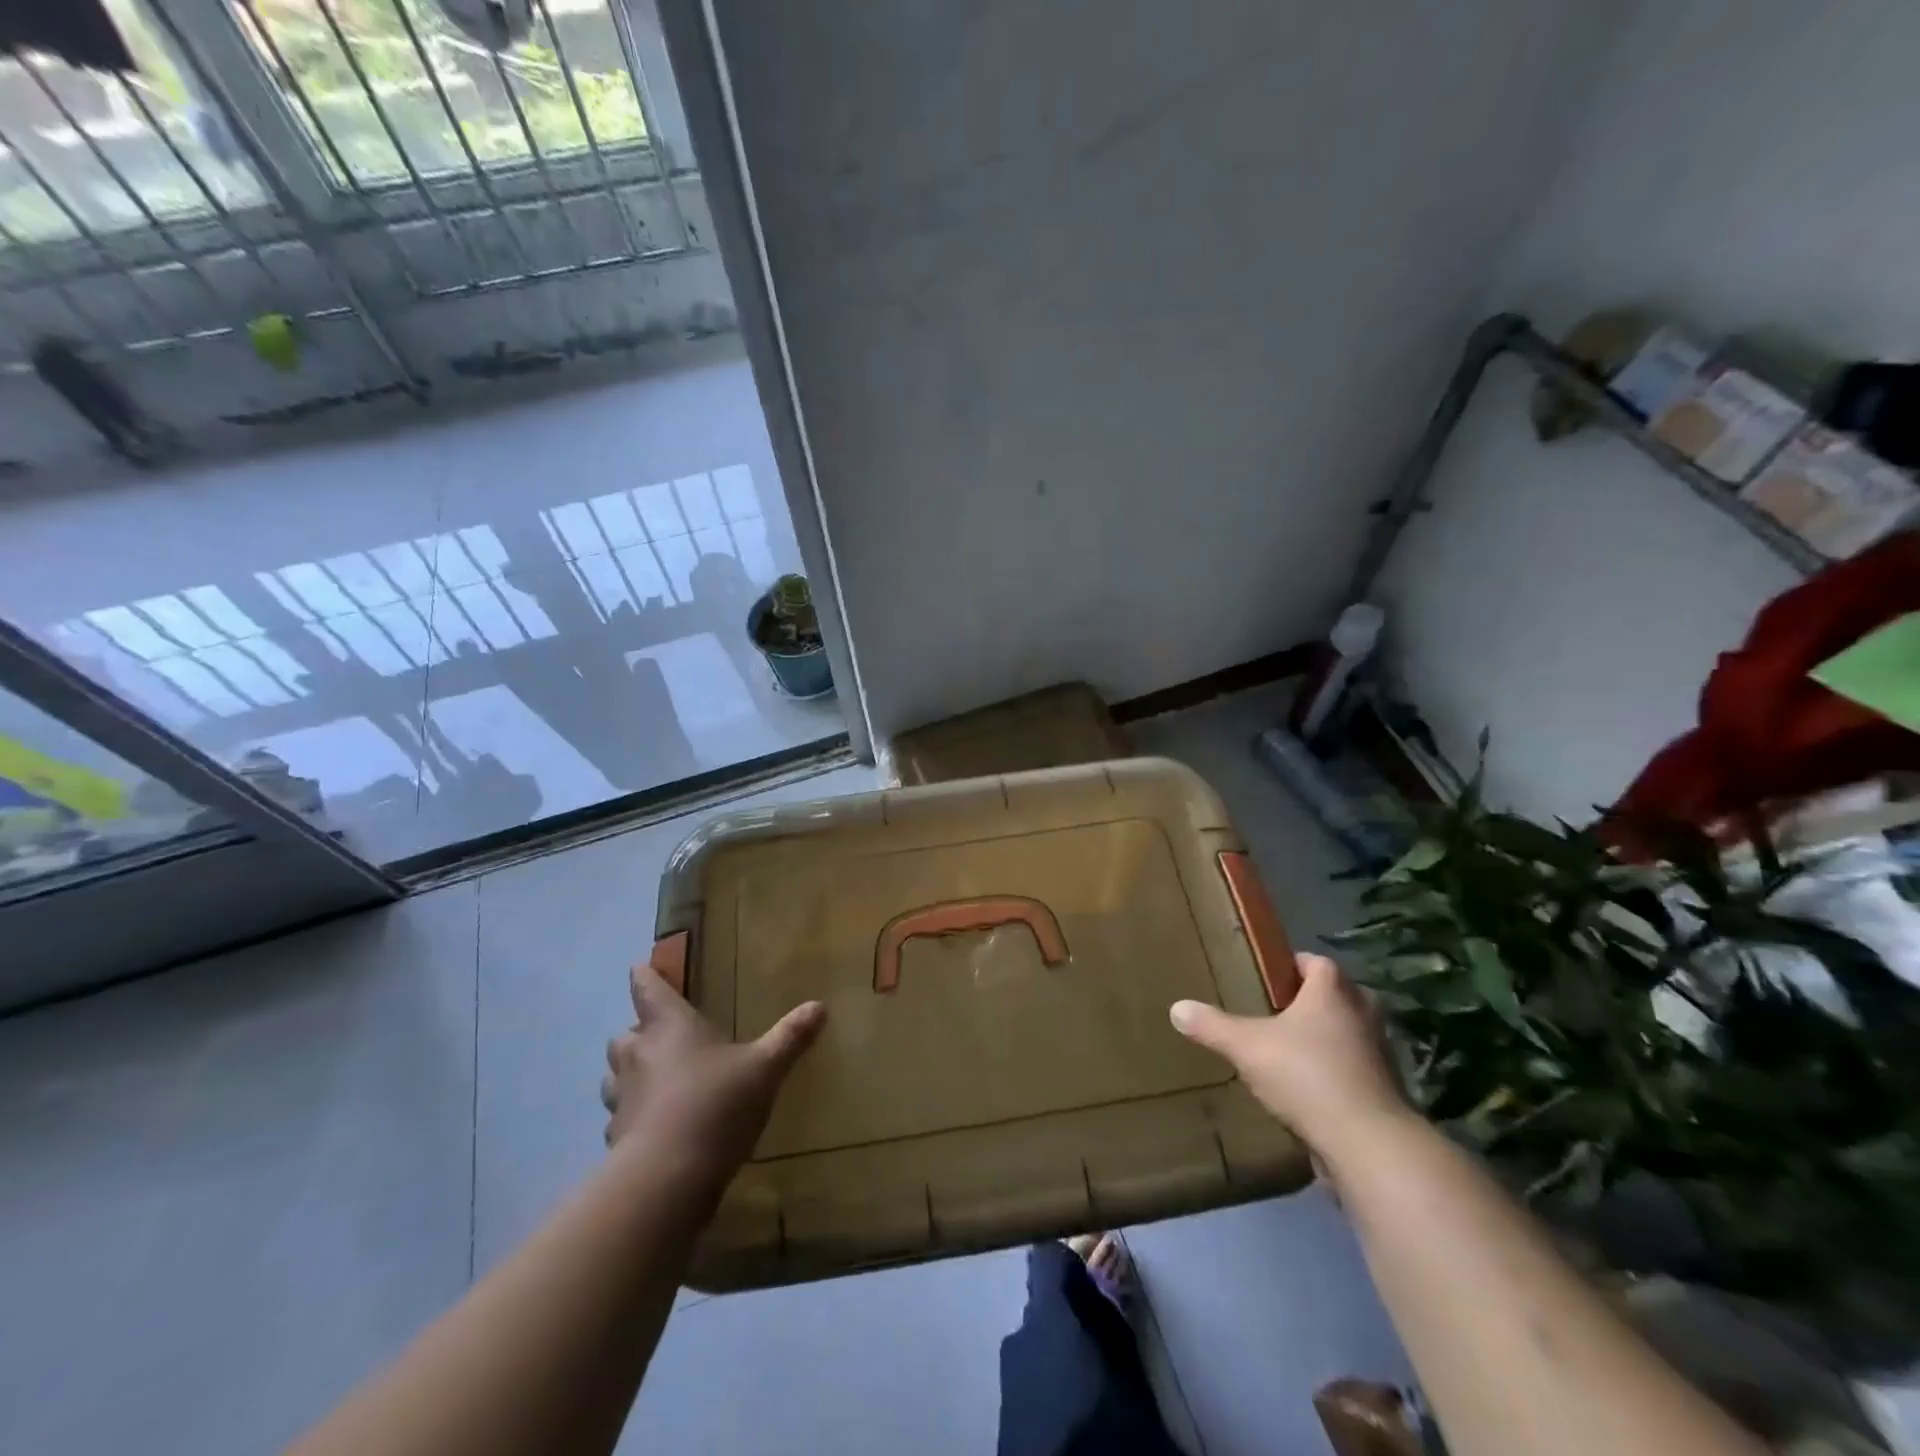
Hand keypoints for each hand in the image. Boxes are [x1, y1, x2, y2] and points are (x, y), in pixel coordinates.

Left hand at [601, 965, 825, 1184]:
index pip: (648, 989)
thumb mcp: (765, 1068)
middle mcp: (639, 1055)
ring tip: (652, 1080)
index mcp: (670, 1026)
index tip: (639, 966)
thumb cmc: (717, 1103)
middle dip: (638, 1032)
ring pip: (614, 1077)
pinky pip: (620, 1119)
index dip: (644, 976)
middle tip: (659, 1035)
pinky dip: (632, 1117)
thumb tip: (820, 1006)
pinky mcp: (616, 1139)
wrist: (667, 1177)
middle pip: (625, 1034)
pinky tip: (653, 1127)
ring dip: (628, 1075)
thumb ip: (790, 1037)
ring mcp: (622, 1099)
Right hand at [1170, 953, 1409, 1159]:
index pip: (1316, 961)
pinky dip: (1338, 1073)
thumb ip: (1212, 1026)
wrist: (1369, 1144)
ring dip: (1327, 1039)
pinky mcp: (1386, 1092)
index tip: (1268, 978)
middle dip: (1311, 1002)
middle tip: (1277, 1013)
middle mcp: (1363, 1014)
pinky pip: (1357, 1069)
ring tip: (1290, 1052)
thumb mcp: (1247, 1047)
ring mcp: (1381, 1054)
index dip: (1292, 966)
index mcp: (1333, 991)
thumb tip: (1177, 1008)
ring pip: (1350, 1033)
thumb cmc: (1307, 1075)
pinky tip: (1309, 1090)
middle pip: (1338, 995)